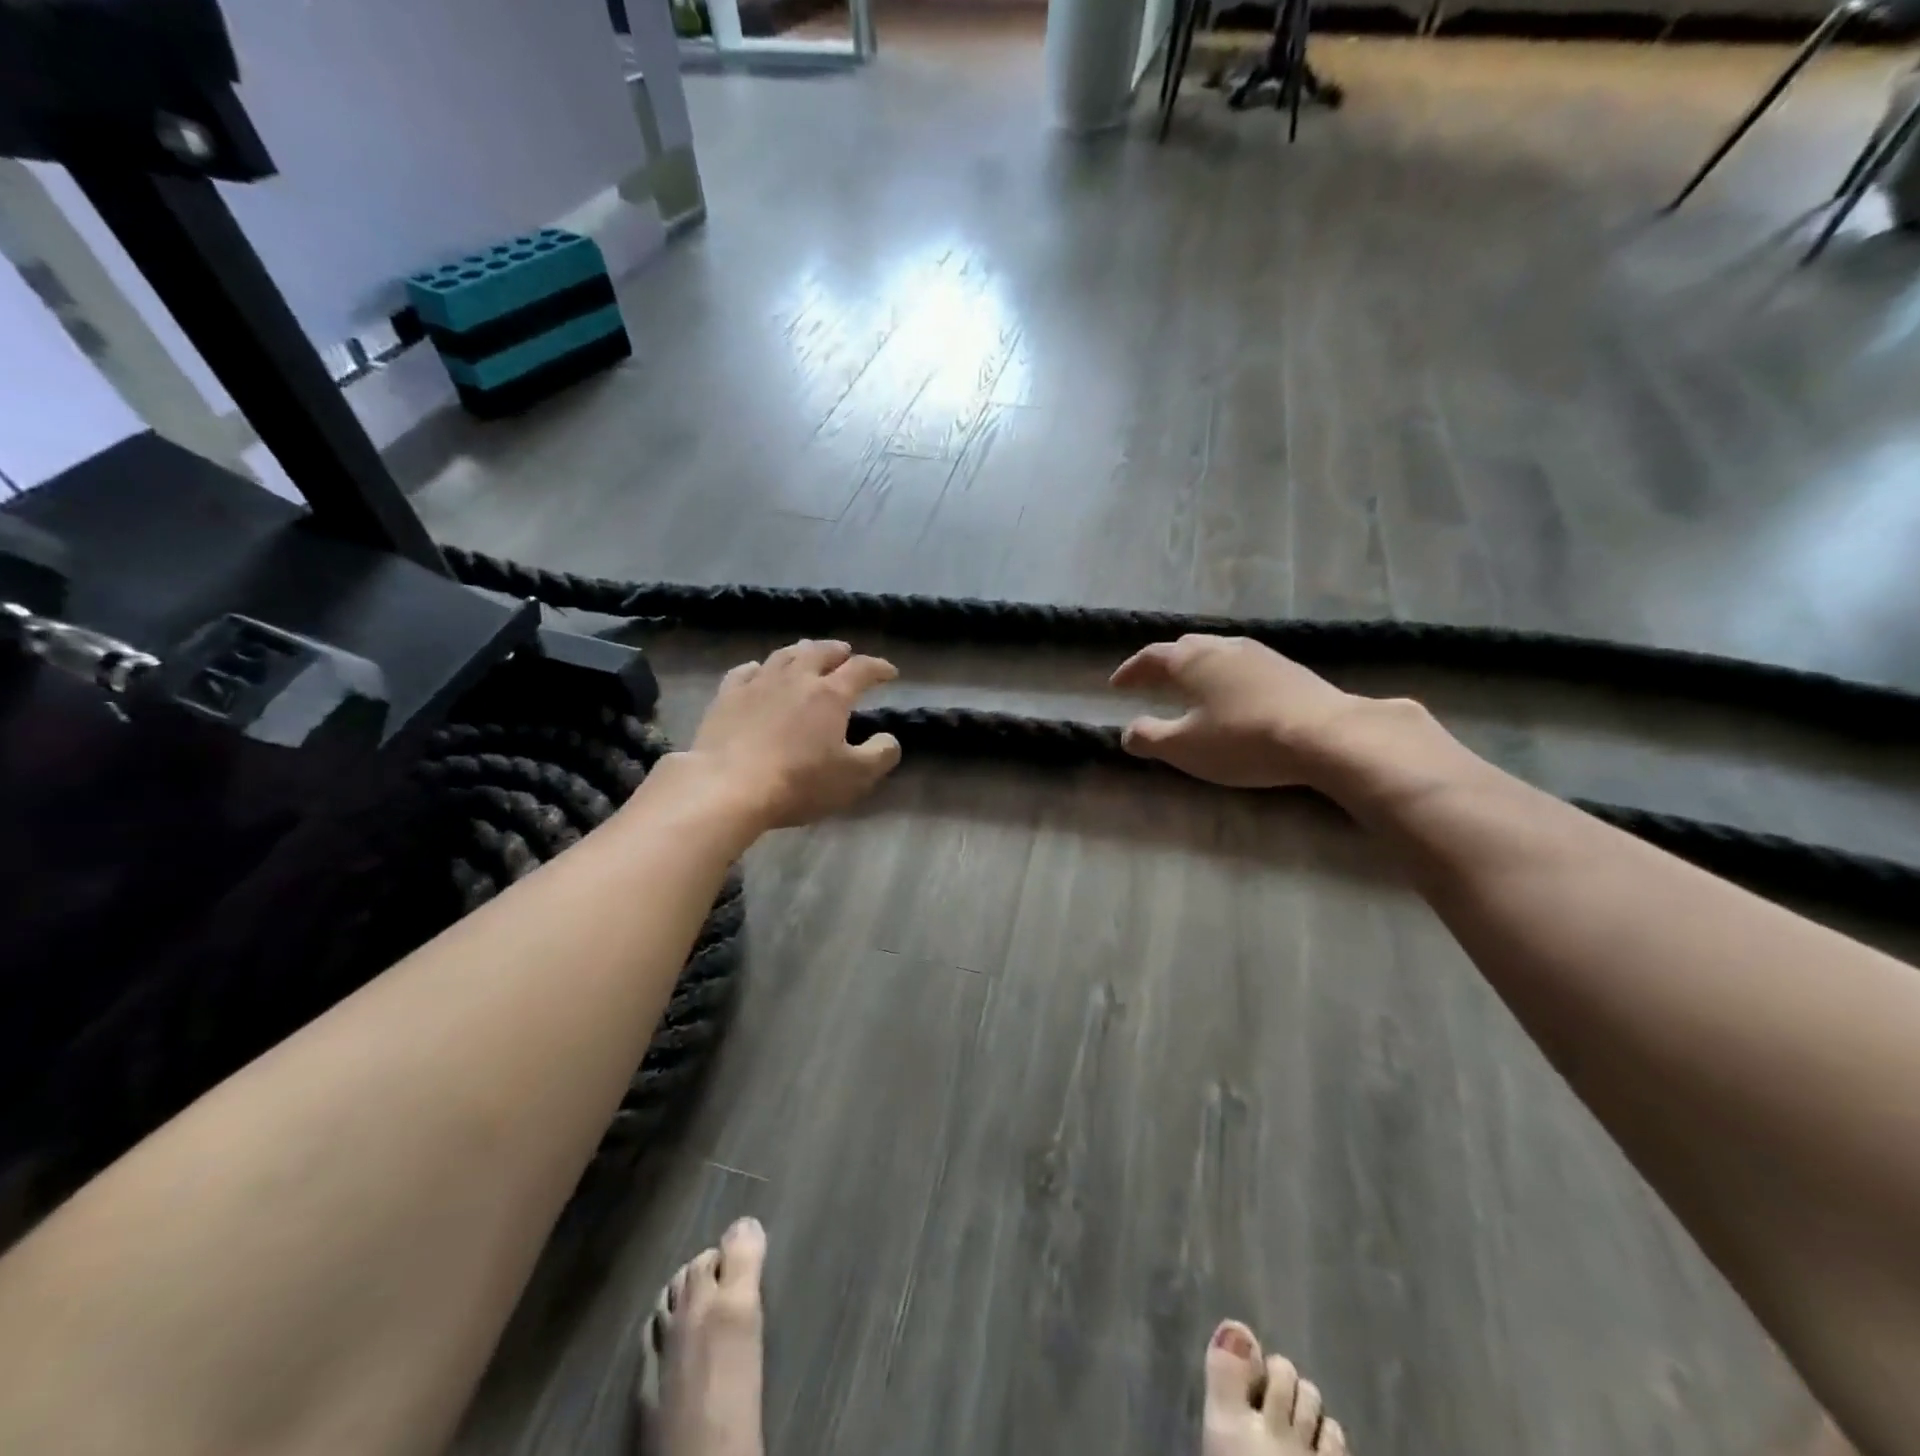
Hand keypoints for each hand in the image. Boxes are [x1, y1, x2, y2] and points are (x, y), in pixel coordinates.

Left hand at [687, 640, 901, 827]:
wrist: (728, 787)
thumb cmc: (799, 782)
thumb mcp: (854, 777)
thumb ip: (880, 755)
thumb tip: (889, 739)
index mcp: (830, 694)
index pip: (861, 669)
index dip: (878, 667)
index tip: (890, 672)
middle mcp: (796, 678)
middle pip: (820, 652)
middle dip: (837, 651)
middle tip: (846, 653)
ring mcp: (758, 684)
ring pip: (783, 655)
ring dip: (801, 651)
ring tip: (807, 654)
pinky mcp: (726, 697)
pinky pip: (745, 671)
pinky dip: (759, 667)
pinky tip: (758, 670)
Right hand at [1109, 635, 1380, 789]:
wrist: (1325, 735)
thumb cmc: (1243, 739)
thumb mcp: (1185, 747)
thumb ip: (1149, 737)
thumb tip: (1127, 732)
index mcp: (1192, 661)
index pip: (1151, 657)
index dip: (1131, 671)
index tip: (1115, 684)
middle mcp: (1223, 647)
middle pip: (1185, 647)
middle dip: (1164, 663)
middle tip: (1151, 681)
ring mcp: (1259, 654)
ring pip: (1217, 652)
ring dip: (1197, 667)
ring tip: (1190, 686)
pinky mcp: (1288, 668)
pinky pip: (1242, 665)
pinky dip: (1224, 676)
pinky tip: (1232, 695)